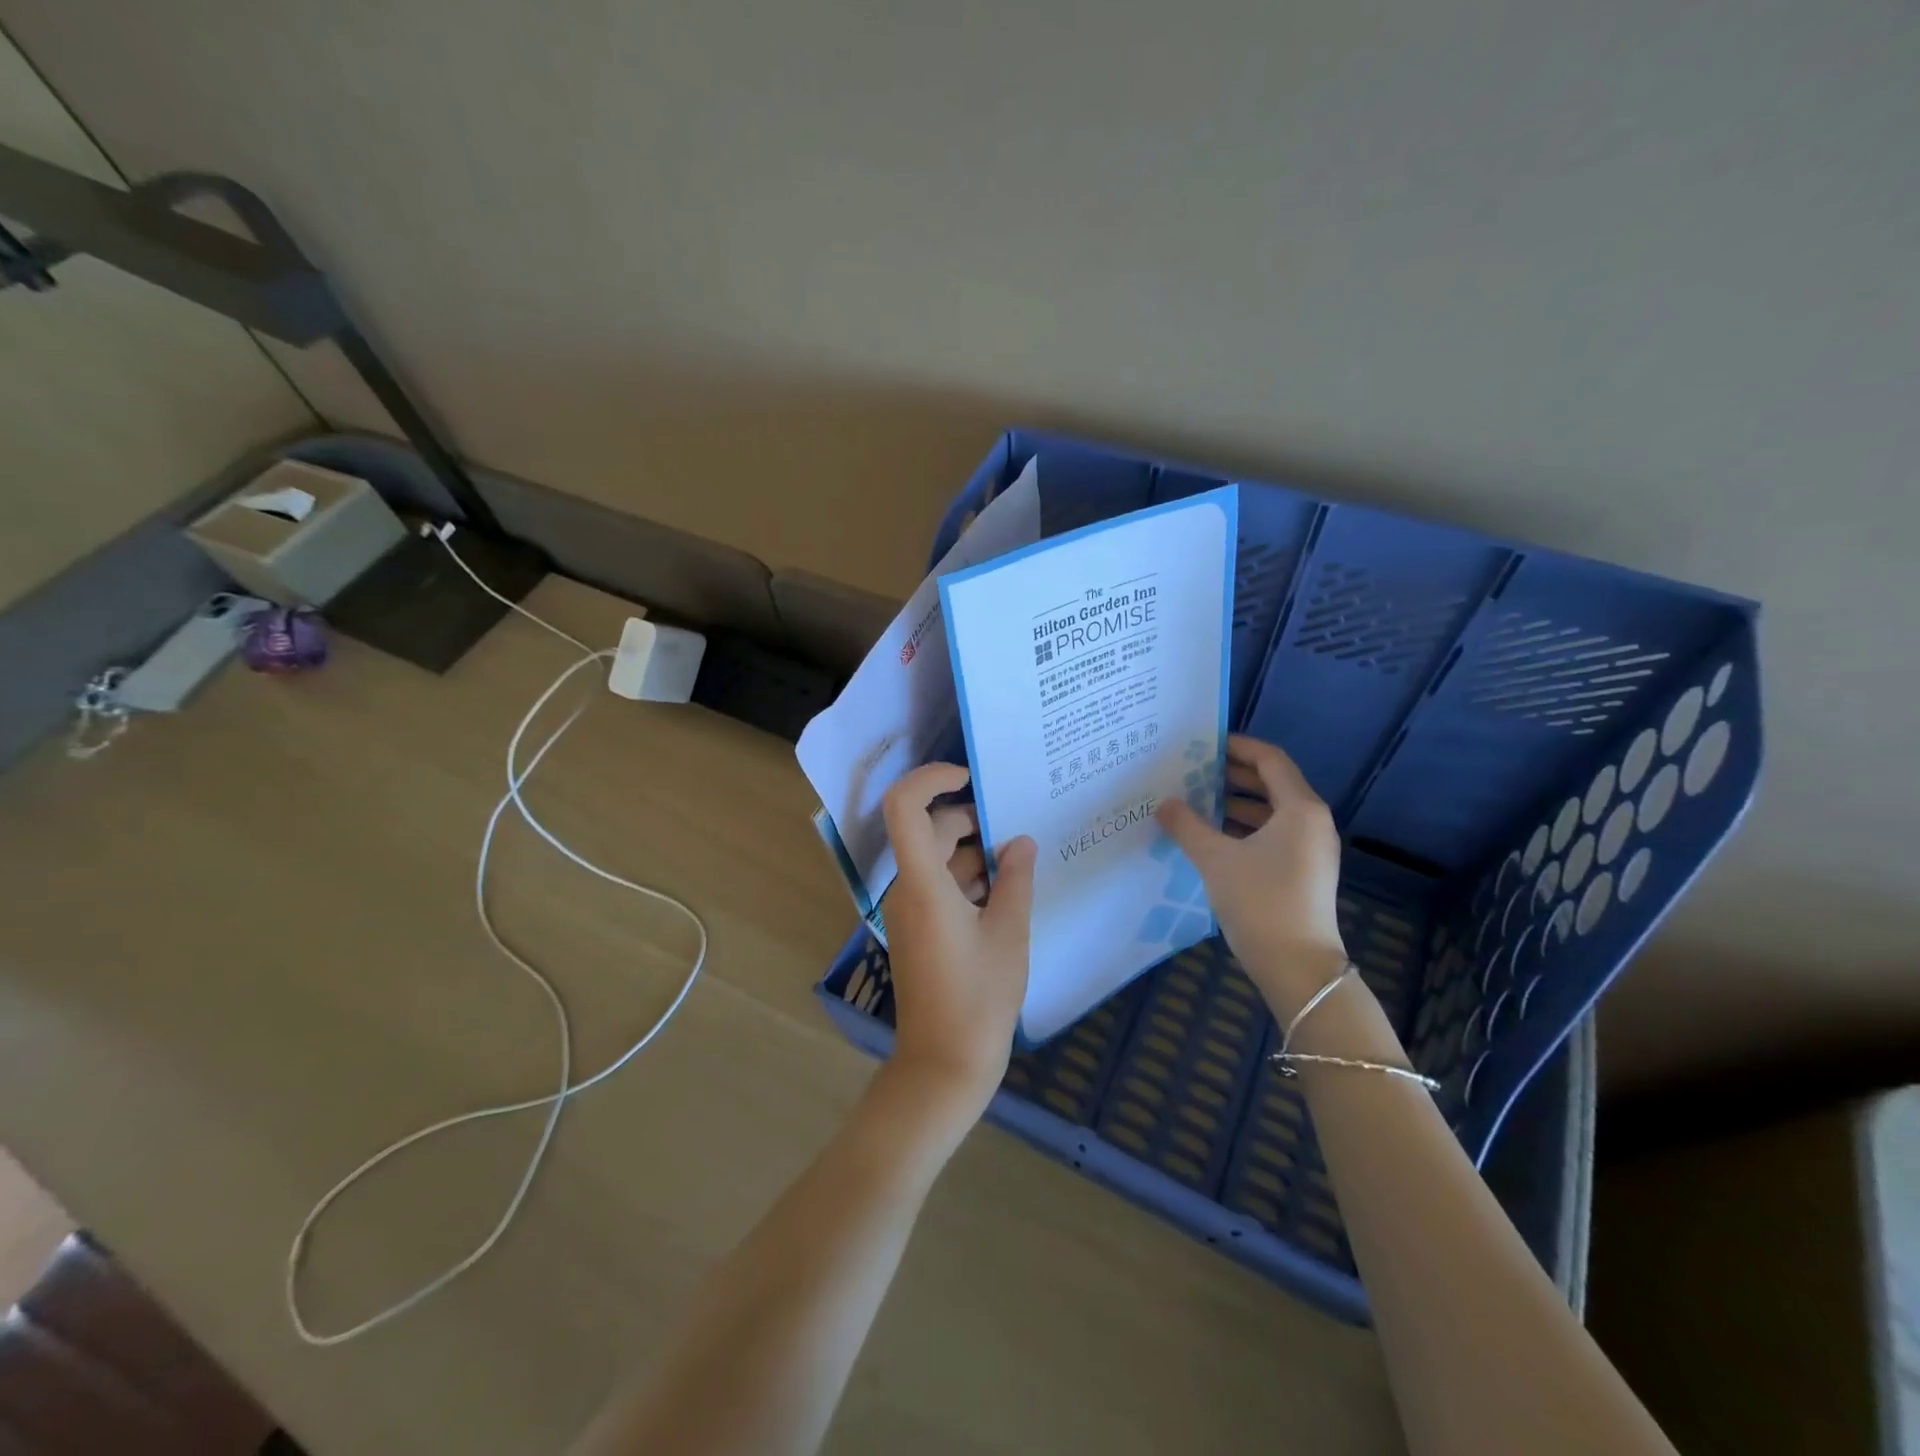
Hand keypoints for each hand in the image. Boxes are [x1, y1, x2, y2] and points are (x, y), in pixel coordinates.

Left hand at [880, 764, 1036, 1117]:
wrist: (943, 1065)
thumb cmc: (979, 999)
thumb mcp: (1009, 934)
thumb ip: (1016, 880)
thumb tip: (1021, 842)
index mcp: (923, 884)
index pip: (904, 807)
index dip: (930, 779)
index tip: (969, 777)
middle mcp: (907, 889)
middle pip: (931, 830)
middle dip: (974, 822)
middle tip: (1019, 831)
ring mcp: (910, 910)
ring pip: (940, 858)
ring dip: (977, 854)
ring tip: (1022, 866)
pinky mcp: (918, 928)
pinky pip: (941, 885)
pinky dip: (970, 879)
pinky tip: (1008, 892)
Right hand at [1156, 734, 1348, 1018]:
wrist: (1297, 968)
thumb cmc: (1260, 902)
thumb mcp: (1215, 859)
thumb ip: (1187, 826)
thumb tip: (1165, 803)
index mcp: (1300, 809)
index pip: (1269, 760)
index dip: (1237, 747)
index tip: (1203, 744)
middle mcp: (1312, 822)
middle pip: (1272, 783)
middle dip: (1232, 775)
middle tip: (1192, 770)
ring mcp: (1311, 849)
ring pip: (1271, 811)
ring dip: (1235, 804)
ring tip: (1195, 802)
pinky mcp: (1304, 871)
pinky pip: (1273, 834)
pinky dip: (1244, 828)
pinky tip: (1212, 837)